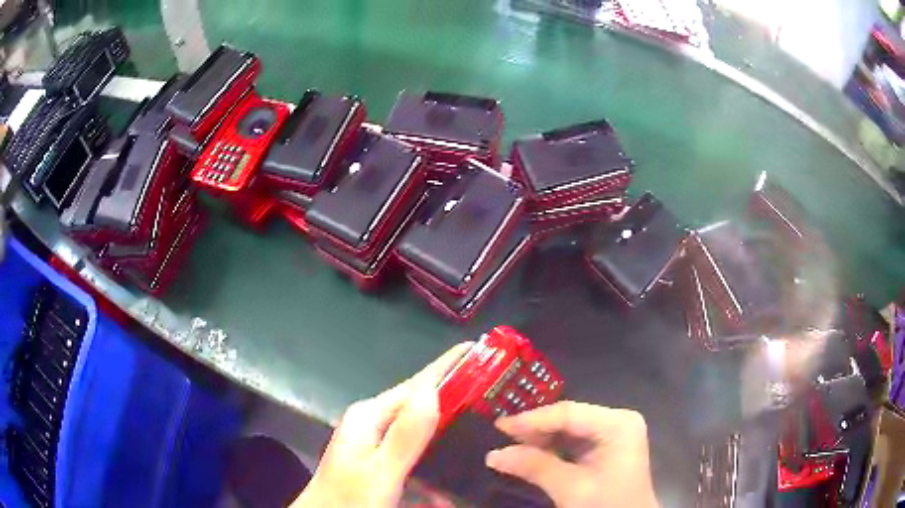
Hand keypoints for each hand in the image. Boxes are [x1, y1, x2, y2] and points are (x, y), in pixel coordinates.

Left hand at [291, 343, 472, 507]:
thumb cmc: (349, 499)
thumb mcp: (381, 471)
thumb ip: (406, 435)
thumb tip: (433, 390)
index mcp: (370, 415)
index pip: (418, 383)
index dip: (450, 365)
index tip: (483, 351)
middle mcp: (373, 421)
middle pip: (423, 405)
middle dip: (457, 401)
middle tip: (496, 399)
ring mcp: (376, 442)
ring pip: (423, 432)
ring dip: (449, 439)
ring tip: (483, 434)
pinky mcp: (381, 460)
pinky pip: (415, 455)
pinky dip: (434, 464)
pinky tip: (450, 487)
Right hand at [486, 401, 657, 507]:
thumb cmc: (607, 505)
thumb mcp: (571, 488)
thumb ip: (535, 467)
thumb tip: (493, 454)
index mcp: (618, 424)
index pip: (568, 413)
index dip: (532, 419)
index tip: (499, 427)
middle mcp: (617, 421)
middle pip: (568, 419)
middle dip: (534, 430)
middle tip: (499, 437)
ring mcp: (612, 433)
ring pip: (567, 429)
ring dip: (539, 439)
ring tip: (508, 445)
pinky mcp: (605, 447)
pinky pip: (572, 441)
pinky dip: (550, 449)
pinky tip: (529, 453)